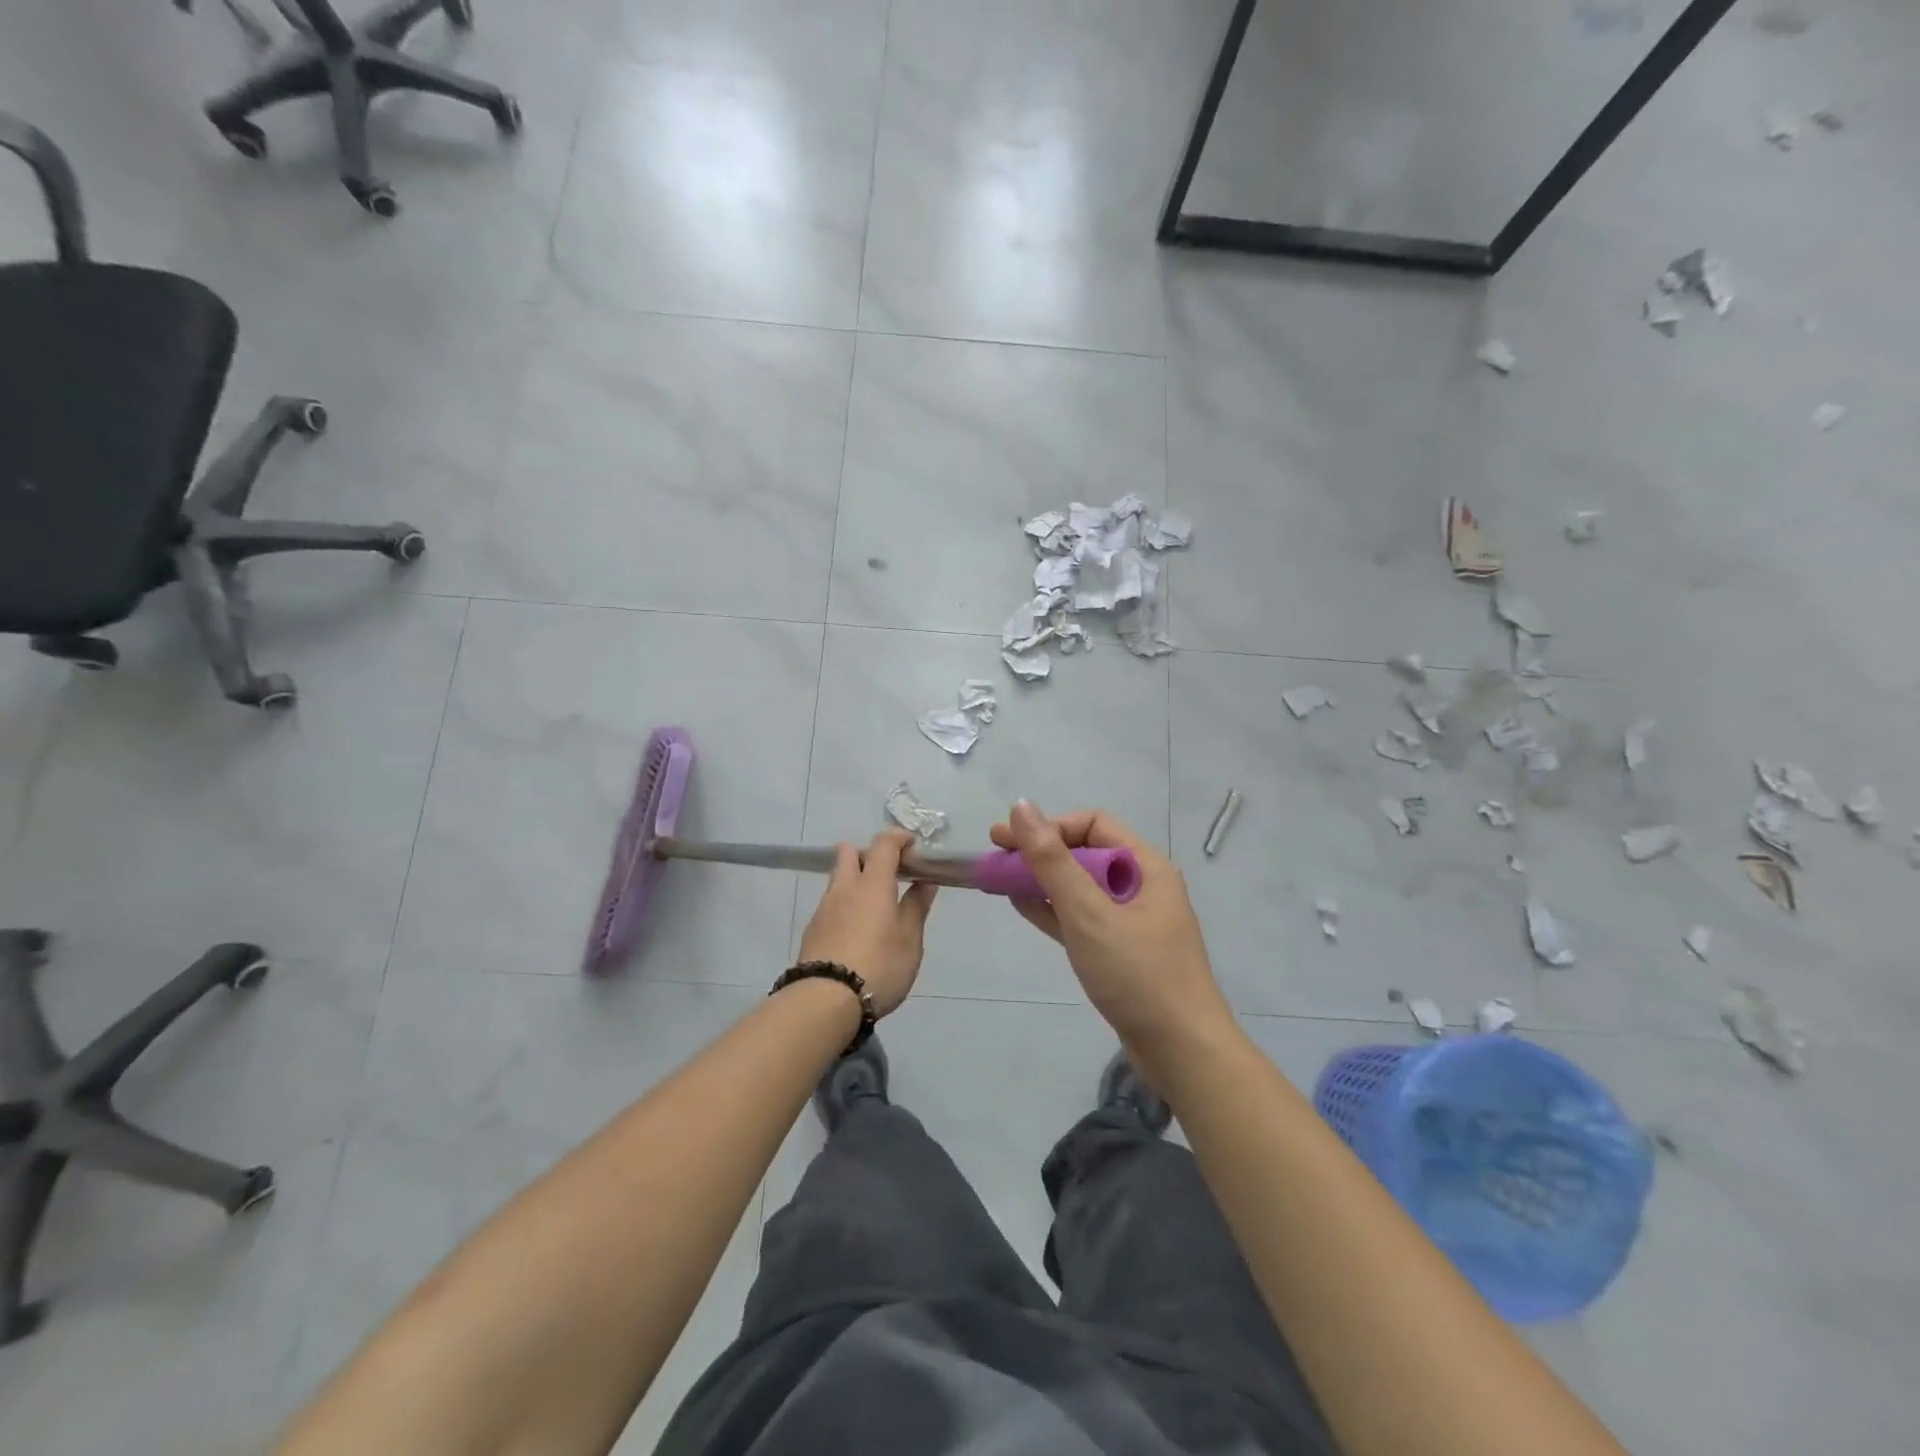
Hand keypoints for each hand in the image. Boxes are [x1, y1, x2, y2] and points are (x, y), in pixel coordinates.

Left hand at [797, 830, 937, 1016]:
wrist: (824, 1000)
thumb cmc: (879, 966)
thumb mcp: (910, 940)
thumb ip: (916, 907)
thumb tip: (925, 881)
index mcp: (873, 884)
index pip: (883, 844)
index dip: (898, 838)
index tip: (912, 846)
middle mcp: (845, 887)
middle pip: (849, 852)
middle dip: (868, 854)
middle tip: (888, 875)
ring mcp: (824, 908)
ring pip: (838, 878)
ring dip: (855, 881)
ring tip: (874, 909)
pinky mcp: (812, 929)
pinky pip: (830, 904)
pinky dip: (845, 905)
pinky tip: (855, 931)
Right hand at [991, 802, 1233, 1070]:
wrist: (1182, 1052)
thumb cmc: (1137, 974)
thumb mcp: (1088, 913)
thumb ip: (1052, 861)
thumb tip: (1022, 806)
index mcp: (1146, 867)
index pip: (1093, 825)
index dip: (1051, 827)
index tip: (1012, 841)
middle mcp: (1142, 887)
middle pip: (1085, 854)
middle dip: (1039, 853)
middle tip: (994, 857)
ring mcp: (1132, 921)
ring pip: (1080, 888)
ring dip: (1041, 880)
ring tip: (999, 879)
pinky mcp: (1121, 951)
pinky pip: (1082, 918)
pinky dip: (1053, 909)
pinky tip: (1022, 904)